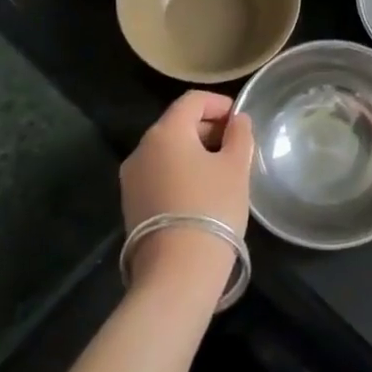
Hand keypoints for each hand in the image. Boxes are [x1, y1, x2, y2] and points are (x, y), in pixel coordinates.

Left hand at [120, 91, 253, 289]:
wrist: (177, 271)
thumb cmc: (212, 207)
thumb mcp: (236, 167)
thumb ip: (240, 135)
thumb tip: (237, 120)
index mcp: (166, 132)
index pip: (193, 100)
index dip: (219, 103)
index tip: (240, 119)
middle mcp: (142, 148)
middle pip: (177, 124)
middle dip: (207, 128)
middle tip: (236, 146)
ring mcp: (131, 178)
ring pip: (167, 150)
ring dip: (194, 151)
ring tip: (221, 171)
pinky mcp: (130, 204)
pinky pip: (159, 173)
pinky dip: (180, 172)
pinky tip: (201, 192)